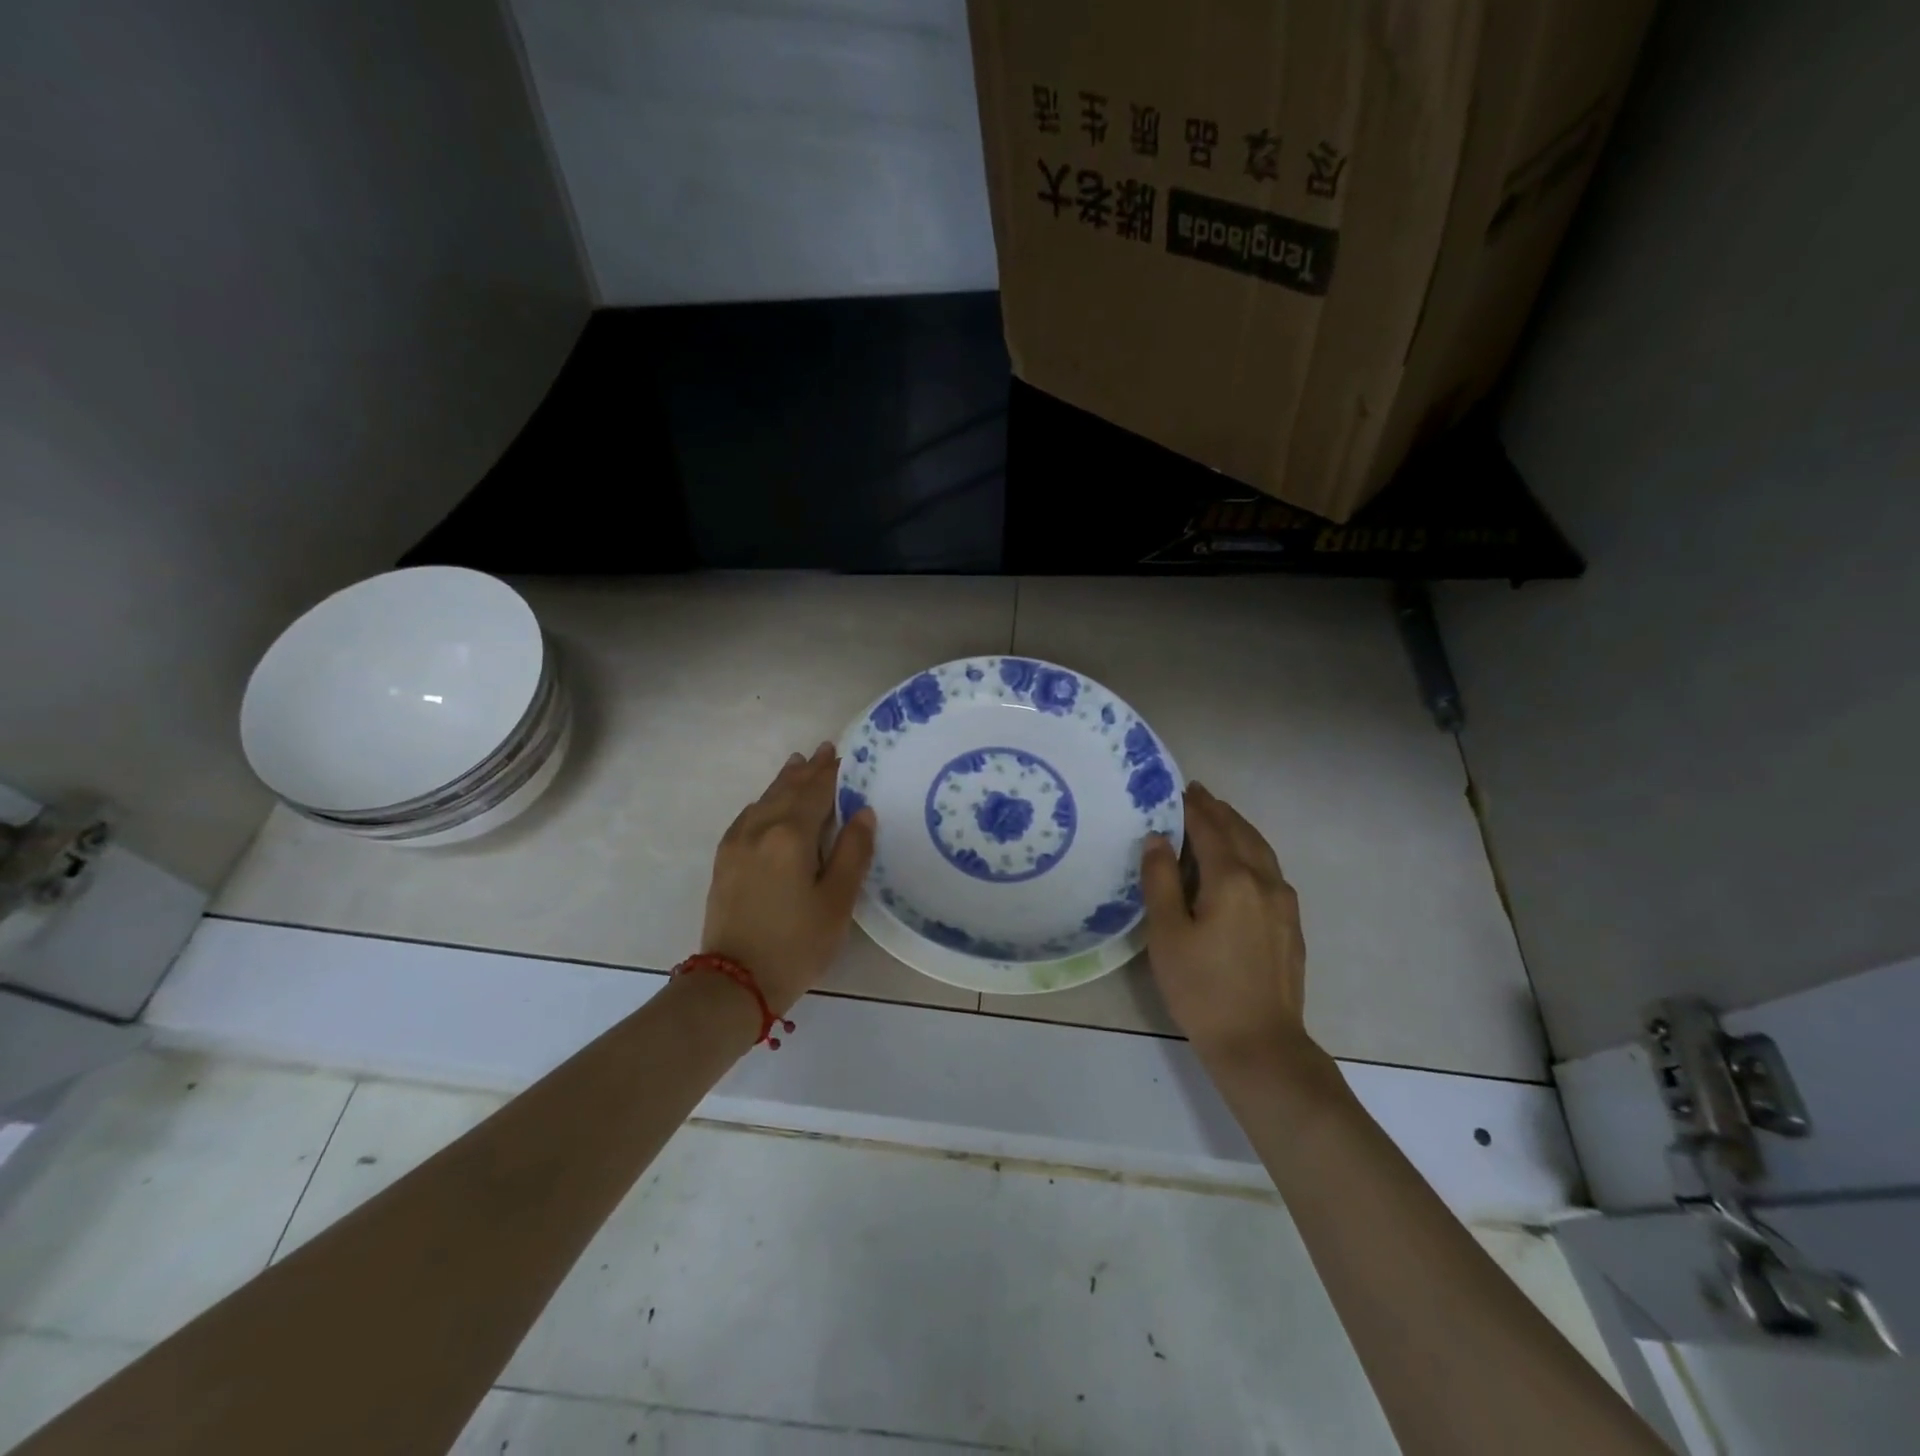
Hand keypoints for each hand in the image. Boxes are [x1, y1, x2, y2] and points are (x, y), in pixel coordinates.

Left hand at [701, 742, 876, 1014]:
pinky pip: (747, 817)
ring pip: (764, 800)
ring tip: (797, 764)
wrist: (734, 982)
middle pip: (787, 790)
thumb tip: (863, 812)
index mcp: (791, 835)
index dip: (830, 773)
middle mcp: (760, 829)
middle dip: (807, 771)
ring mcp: (737, 844)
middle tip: (823, 750)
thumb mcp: (837, 902)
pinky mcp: (725, 861)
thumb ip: (853, 852)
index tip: (840, 753)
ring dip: (784, 782)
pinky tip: (766, 804)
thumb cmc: (797, 943)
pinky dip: (763, 802)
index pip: (815, 793)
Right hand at [1140, 782, 1314, 1068]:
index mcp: (1232, 879)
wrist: (1260, 1044)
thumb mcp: (1167, 934)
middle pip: (1241, 833)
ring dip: (1239, 828)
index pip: (1210, 830)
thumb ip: (1161, 881)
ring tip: (1219, 817)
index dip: (1192, 808)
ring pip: (1262, 850)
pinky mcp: (1291, 925)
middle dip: (1218, 811)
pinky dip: (1253, 851)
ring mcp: (1284, 904)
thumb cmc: (1202, 989)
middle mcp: (1264, 881)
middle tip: (1197, 794)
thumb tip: (1158, 839)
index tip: (1178, 789)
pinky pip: (1271, 870)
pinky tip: (1243, 862)